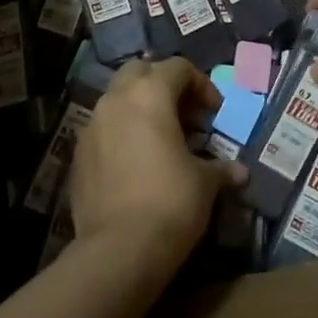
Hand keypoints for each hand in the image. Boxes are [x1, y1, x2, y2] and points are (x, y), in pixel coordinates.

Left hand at [69, 58, 245, 273]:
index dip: (201, 85)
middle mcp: (116, 99)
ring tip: (161, 139)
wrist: (118, 250)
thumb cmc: (170, 203)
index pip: (178, 67)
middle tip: (184, 115)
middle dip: (163, 85)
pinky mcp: (78, 154)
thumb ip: (220, 168)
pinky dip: (121, 134)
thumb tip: (239, 172)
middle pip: (140, 71)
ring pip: (117, 99)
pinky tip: (136, 163)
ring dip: (140, 109)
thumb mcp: (204, 183)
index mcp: (150, 94)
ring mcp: (92, 125)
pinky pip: (103, 130)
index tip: (214, 113)